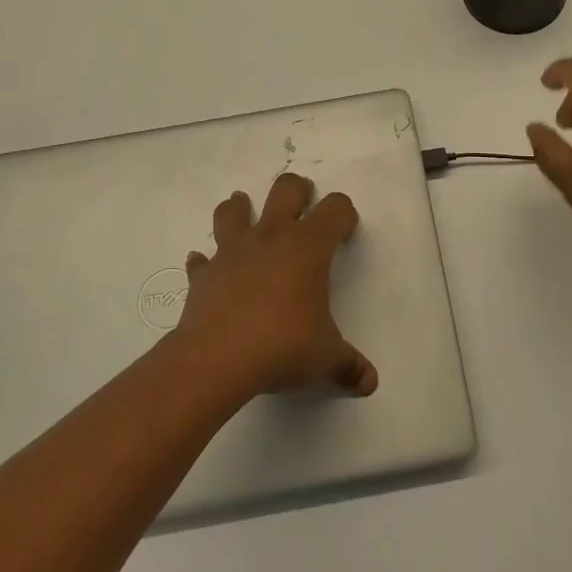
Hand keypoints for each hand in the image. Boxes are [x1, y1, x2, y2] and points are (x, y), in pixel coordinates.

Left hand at [174, 172, 377, 398]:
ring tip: (245, 211)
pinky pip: (201, 260)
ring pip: (233, 211)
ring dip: (240, 208)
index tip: (345, 231)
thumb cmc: (282, 347)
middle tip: (303, 201)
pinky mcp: (203, 275)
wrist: (216, 360)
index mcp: (308, 247)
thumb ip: (348, 365)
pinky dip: (205, 261)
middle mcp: (271, 238)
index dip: (344, 214)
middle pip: (285, 190)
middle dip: (297, 189)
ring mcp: (232, 252)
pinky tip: (206, 267)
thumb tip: (369, 382)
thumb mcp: (325, 358)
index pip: (335, 209)